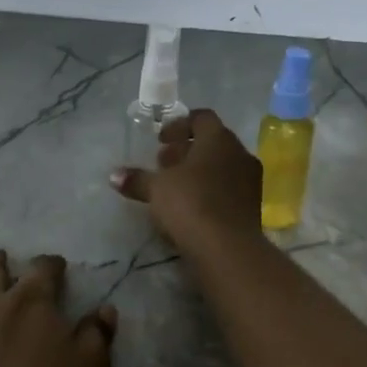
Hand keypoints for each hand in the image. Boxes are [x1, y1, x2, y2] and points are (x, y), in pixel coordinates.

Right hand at [111, 109, 262, 252]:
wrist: (227, 248)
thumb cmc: (190, 204)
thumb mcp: (156, 189)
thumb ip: (137, 179)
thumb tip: (114, 176)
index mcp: (218, 139)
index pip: (201, 118)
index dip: (179, 125)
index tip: (160, 140)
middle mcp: (239, 153)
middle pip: (212, 142)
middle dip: (186, 150)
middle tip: (163, 163)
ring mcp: (250, 180)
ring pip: (222, 166)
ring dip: (198, 172)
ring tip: (175, 187)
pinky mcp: (253, 205)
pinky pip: (228, 187)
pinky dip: (210, 190)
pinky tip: (192, 206)